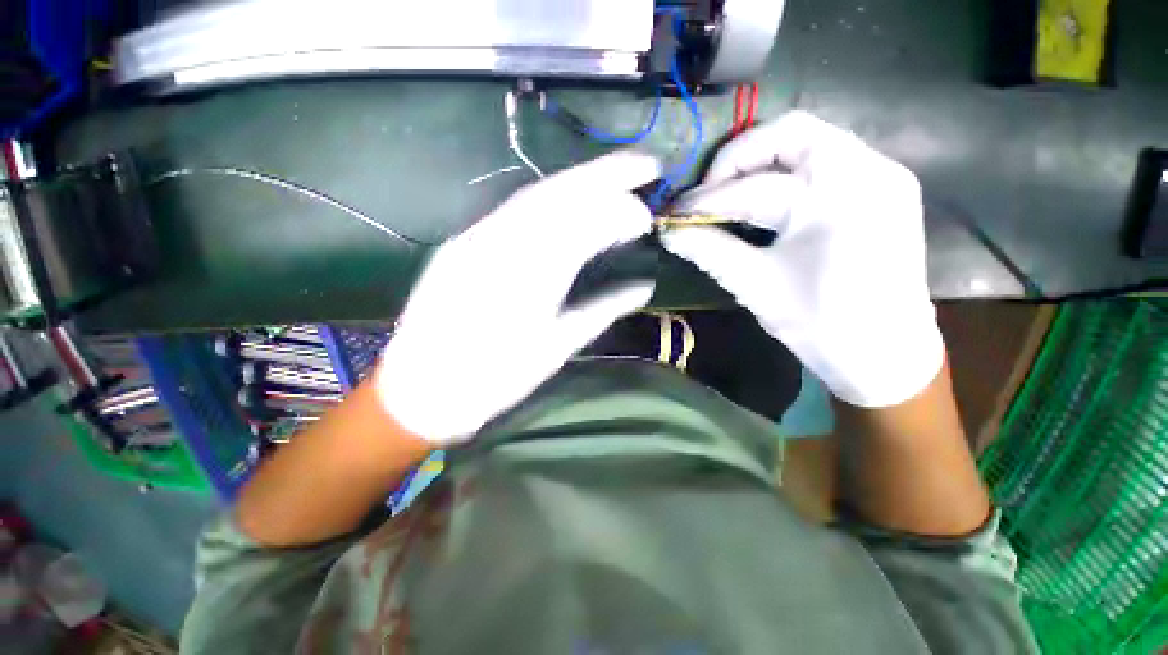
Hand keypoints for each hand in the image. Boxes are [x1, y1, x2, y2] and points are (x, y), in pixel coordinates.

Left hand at [375, 152, 660, 443]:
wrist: (424, 389)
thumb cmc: (495, 379)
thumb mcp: (555, 349)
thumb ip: (602, 311)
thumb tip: (642, 287)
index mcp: (530, 280)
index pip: (582, 227)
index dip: (618, 210)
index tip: (646, 209)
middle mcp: (500, 248)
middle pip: (559, 195)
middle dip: (604, 175)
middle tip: (643, 166)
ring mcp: (476, 240)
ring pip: (535, 197)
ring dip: (578, 183)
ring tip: (611, 179)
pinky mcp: (462, 243)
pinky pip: (512, 211)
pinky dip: (548, 201)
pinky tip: (568, 202)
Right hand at [662, 111, 943, 407]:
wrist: (887, 357)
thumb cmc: (822, 326)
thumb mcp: (757, 286)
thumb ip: (709, 251)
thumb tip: (668, 232)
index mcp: (838, 199)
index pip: (755, 186)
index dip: (707, 199)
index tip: (675, 213)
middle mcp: (868, 170)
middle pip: (791, 133)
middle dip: (737, 159)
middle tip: (705, 191)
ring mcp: (881, 174)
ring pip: (809, 142)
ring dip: (761, 163)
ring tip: (727, 193)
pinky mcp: (882, 189)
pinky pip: (824, 162)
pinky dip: (785, 173)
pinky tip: (763, 199)